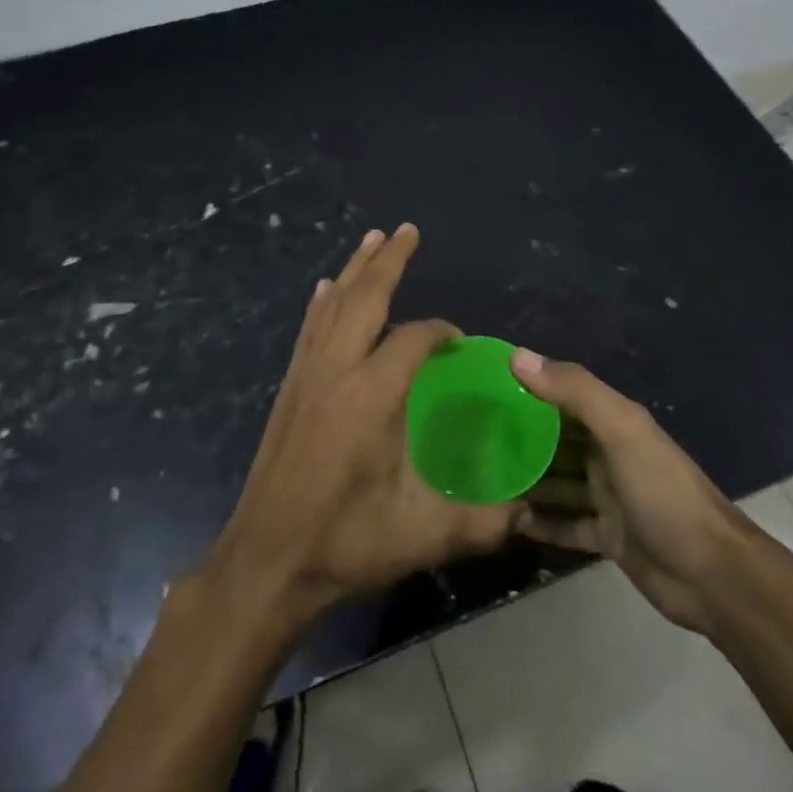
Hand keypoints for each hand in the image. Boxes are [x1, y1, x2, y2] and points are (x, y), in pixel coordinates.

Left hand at [206, 224, 515, 626]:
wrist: (266, 562)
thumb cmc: (344, 543)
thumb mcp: (422, 536)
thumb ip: (481, 521)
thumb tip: (526, 511)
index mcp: (370, 396)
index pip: (412, 339)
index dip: (440, 332)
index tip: (458, 341)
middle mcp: (336, 371)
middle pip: (363, 298)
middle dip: (387, 261)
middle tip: (407, 230)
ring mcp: (306, 376)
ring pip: (331, 305)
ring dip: (354, 270)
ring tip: (372, 239)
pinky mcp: (289, 389)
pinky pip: (309, 328)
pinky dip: (322, 301)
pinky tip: (324, 289)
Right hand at [510, 350, 744, 633]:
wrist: (712, 574)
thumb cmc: (663, 492)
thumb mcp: (620, 431)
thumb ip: (573, 391)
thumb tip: (516, 356)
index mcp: (614, 422)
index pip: (564, 394)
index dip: (528, 387)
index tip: (483, 387)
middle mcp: (608, 453)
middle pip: (556, 439)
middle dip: (520, 435)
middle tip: (471, 436)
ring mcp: (608, 496)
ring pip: (558, 481)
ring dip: (527, 479)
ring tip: (482, 477)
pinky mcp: (607, 536)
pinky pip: (565, 524)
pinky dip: (541, 522)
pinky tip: (509, 521)